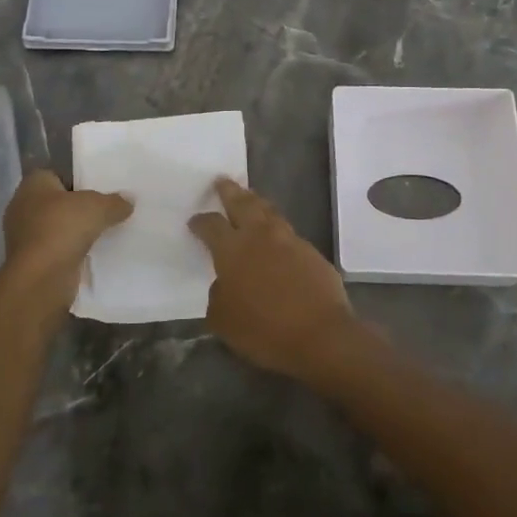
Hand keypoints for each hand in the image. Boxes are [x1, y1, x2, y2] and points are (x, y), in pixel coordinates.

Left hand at [1, 170, 131, 311]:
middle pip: (59, 202)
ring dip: (76, 232)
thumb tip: (129, 200)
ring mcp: (24, 236)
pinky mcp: (31, 261)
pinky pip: (57, 249)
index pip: (58, 174)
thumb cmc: (62, 228)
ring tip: (105, 232)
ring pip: (58, 227)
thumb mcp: (98, 207)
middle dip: (79, 207)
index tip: (101, 189)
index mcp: (33, 184)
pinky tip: (93, 253)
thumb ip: (114, 201)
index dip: (79, 180)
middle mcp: (23, 206)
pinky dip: (71, 252)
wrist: (40, 279)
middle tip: (107, 210)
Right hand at [190, 177, 363, 384]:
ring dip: (256, 203)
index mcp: (233, 249)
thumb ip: (218, 296)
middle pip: (242, 203)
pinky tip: (276, 236)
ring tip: (250, 199)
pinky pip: (288, 232)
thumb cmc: (265, 330)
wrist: (321, 335)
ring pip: (268, 211)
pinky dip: (277, 228)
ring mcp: (289, 240)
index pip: (212, 226)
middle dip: (229, 191)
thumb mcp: (224, 321)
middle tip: (222, 181)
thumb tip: (223, 284)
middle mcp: (260, 236)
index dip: (201, 222)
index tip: (194, 221)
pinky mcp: (311, 251)